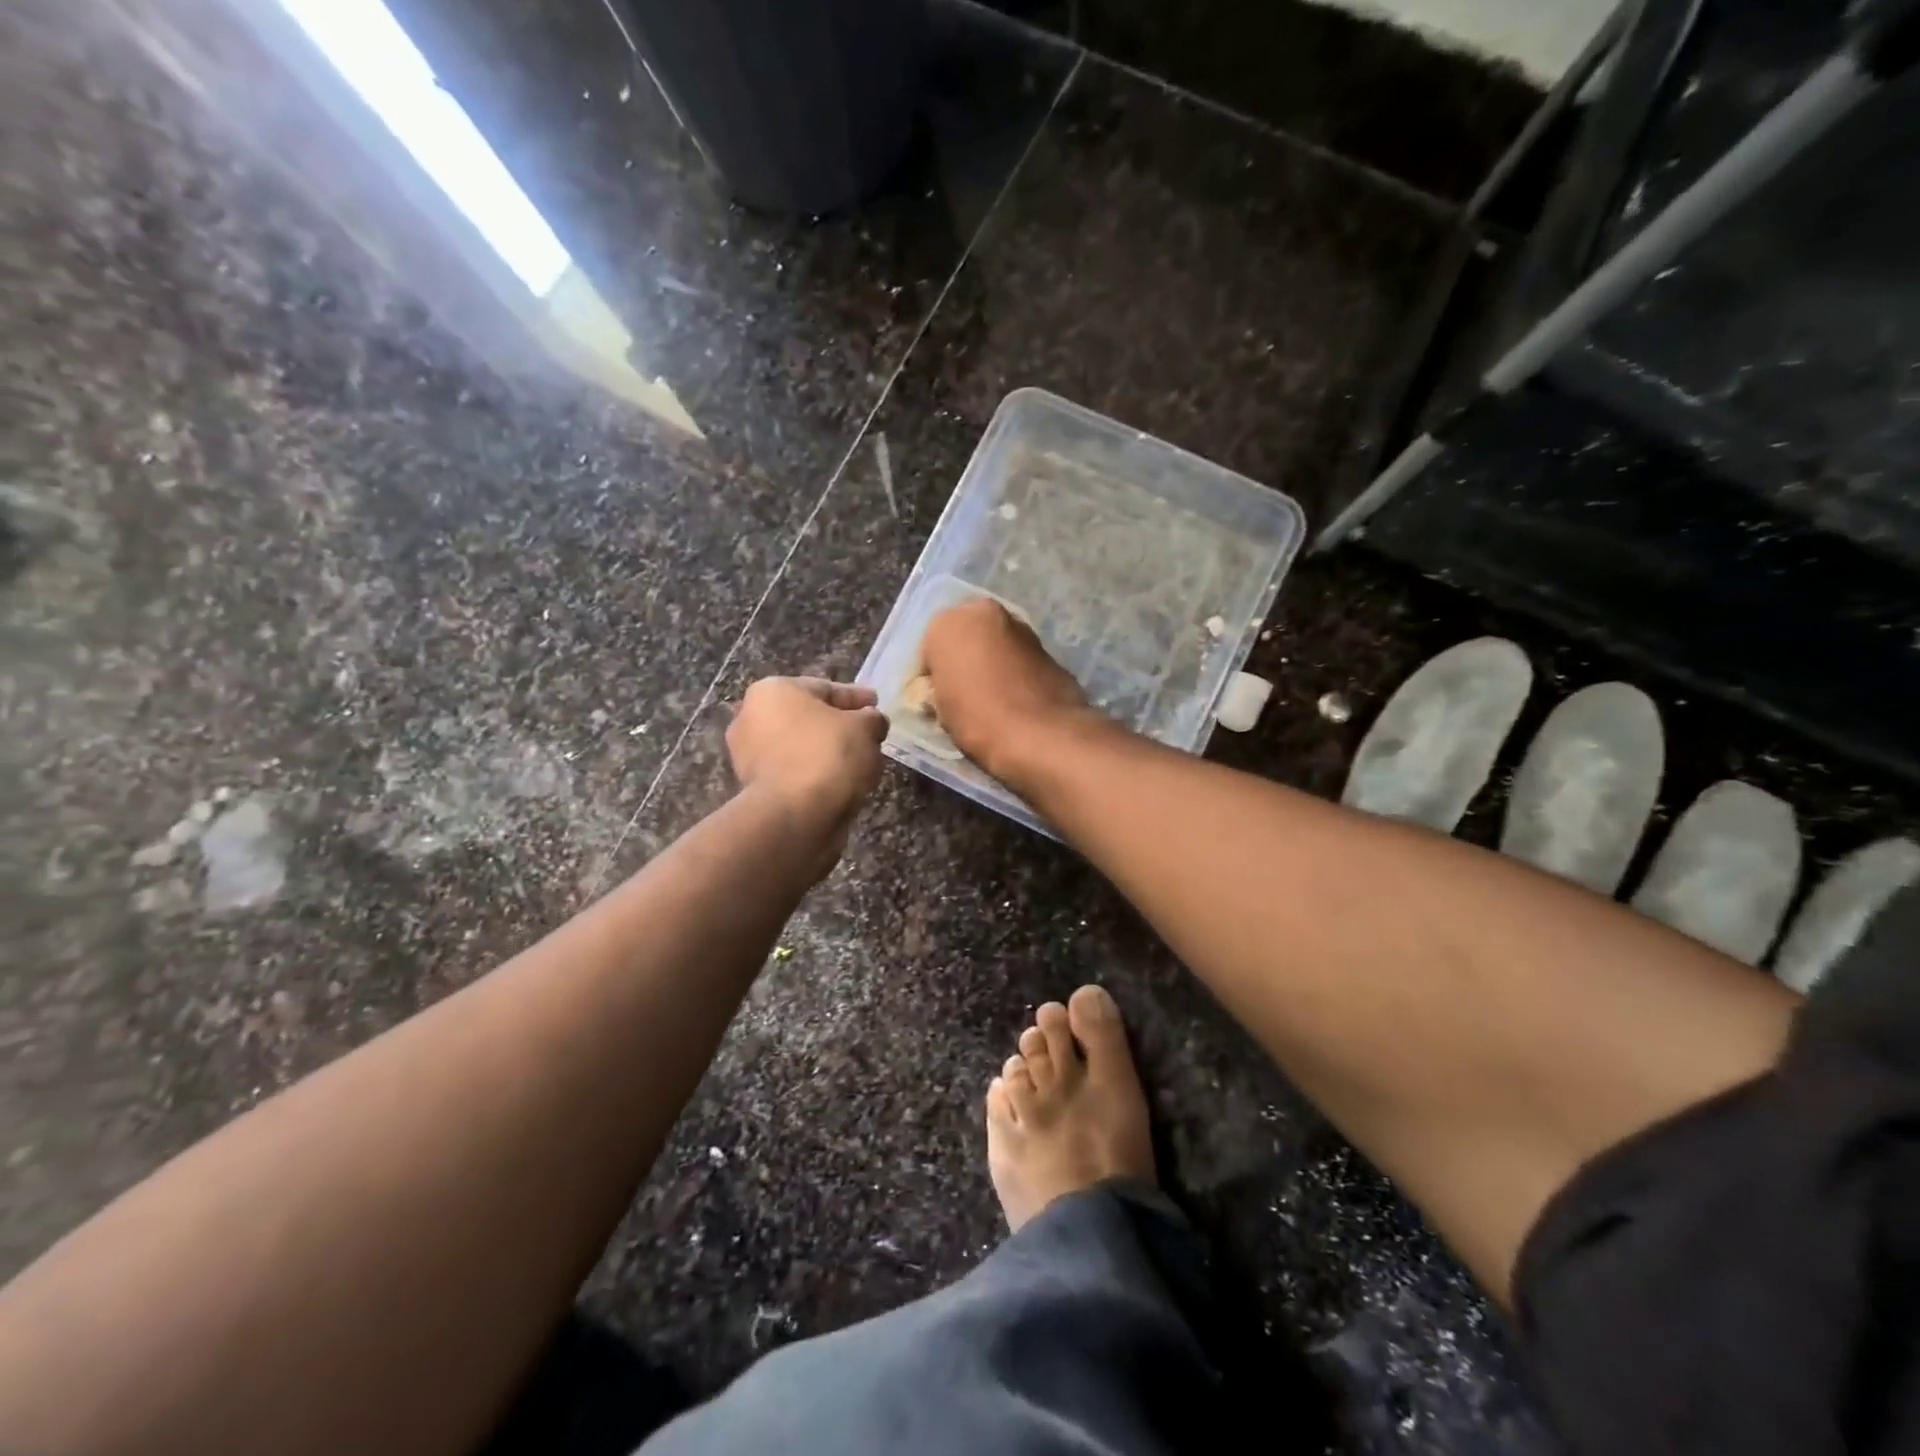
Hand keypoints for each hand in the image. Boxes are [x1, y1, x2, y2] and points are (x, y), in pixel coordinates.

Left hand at [726, 678, 887, 863]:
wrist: (794, 816)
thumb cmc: (828, 756)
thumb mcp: (865, 728)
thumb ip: (872, 718)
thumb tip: (871, 721)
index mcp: (773, 691)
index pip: (825, 688)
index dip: (857, 697)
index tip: (877, 705)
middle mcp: (752, 718)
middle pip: (809, 718)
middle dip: (840, 726)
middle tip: (870, 735)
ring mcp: (749, 756)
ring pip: (801, 748)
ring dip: (828, 753)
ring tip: (861, 763)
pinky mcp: (755, 790)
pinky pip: (795, 774)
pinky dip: (817, 776)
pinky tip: (842, 784)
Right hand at [918, 599, 1090, 780]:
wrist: (1042, 734)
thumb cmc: (978, 718)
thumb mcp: (939, 708)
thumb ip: (938, 687)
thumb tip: (945, 690)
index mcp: (947, 622)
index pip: (928, 648)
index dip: (932, 676)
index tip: (937, 699)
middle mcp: (984, 612)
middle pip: (964, 636)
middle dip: (963, 659)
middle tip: (962, 694)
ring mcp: (1020, 626)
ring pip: (994, 644)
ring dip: (990, 662)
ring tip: (991, 699)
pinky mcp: (1047, 647)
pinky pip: (1019, 657)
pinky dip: (1014, 671)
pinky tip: (1015, 699)